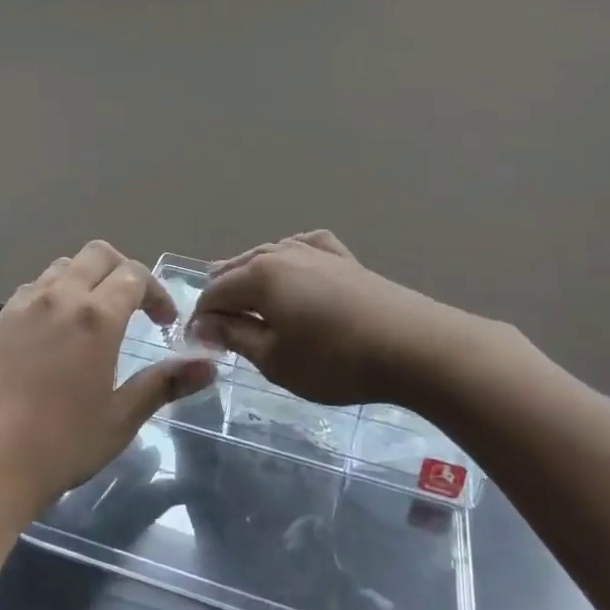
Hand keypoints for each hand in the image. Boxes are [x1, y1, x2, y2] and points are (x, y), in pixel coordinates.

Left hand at [0, 241, 216, 535]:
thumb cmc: (60, 445)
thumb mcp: (121, 418)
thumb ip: (165, 383)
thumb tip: (210, 366)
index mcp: (97, 316)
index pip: (134, 275)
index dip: (156, 292)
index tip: (164, 322)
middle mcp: (61, 297)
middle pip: (98, 254)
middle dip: (124, 271)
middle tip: (135, 307)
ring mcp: (24, 305)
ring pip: (64, 266)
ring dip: (88, 278)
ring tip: (96, 317)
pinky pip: (35, 287)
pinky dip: (57, 293)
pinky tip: (57, 332)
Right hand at [194, 231, 512, 408]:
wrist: (413, 346)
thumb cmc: (335, 360)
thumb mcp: (275, 359)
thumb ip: (235, 336)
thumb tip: (204, 324)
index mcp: (259, 275)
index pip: (214, 292)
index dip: (200, 317)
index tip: (196, 342)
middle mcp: (282, 253)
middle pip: (238, 268)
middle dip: (222, 294)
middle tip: (215, 324)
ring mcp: (316, 252)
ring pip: (269, 255)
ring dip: (251, 276)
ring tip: (244, 296)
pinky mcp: (345, 259)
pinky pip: (305, 249)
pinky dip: (289, 258)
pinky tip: (293, 265)